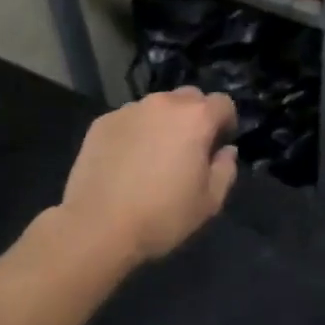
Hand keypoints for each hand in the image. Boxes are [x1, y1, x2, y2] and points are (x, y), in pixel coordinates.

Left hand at [57, 88, 238, 262]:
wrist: (97, 226)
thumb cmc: (162, 215)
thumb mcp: (209, 202)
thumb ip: (225, 169)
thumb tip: (226, 151)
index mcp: (196, 118)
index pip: (223, 103)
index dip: (226, 123)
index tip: (218, 146)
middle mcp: (164, 103)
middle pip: (189, 98)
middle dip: (195, 117)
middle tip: (188, 149)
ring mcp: (130, 110)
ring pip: (157, 107)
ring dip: (163, 123)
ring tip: (153, 156)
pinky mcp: (102, 121)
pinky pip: (129, 120)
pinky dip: (135, 132)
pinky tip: (126, 162)